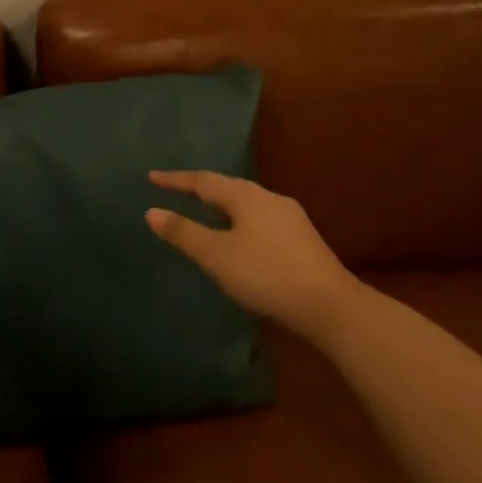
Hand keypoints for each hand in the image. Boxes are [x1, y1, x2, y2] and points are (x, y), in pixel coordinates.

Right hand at [147, 171, 357, 343]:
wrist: (330, 305)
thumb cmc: (266, 275)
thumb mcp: (217, 256)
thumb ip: (184, 233)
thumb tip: (151, 211)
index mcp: (245, 196)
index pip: (203, 181)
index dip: (176, 180)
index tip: (152, 177)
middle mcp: (268, 197)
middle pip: (227, 186)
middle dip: (200, 188)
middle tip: (177, 190)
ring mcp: (289, 216)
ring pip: (247, 201)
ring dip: (222, 203)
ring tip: (205, 210)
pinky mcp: (302, 237)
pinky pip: (260, 217)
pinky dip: (240, 218)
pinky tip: (240, 235)